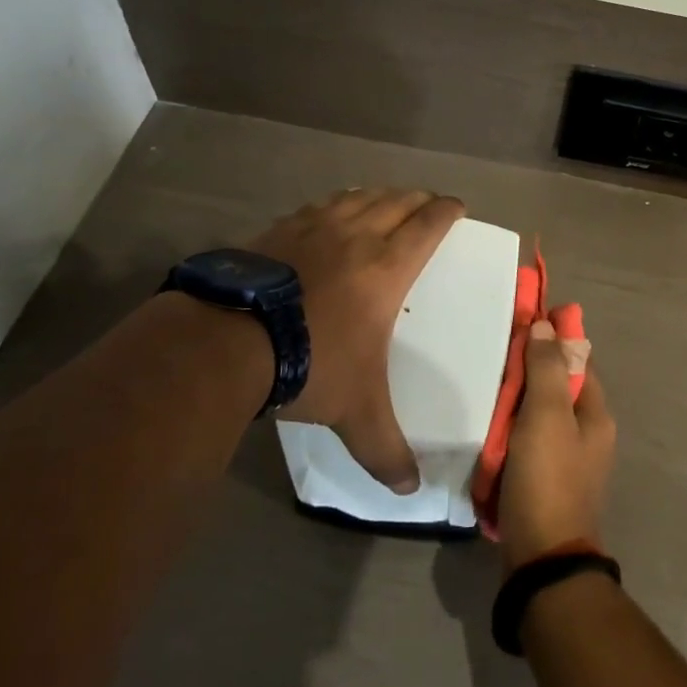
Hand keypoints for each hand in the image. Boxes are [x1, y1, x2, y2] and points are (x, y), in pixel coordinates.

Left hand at [249, 188, 463, 493]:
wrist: (229, 340)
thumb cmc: (310, 364)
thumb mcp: (355, 412)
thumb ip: (385, 449)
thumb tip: (412, 491)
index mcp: (387, 268)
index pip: (428, 225)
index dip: (447, 211)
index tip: (457, 206)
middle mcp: (357, 236)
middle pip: (397, 202)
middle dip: (418, 199)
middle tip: (428, 203)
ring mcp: (314, 227)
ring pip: (358, 197)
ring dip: (379, 196)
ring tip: (385, 201)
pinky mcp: (279, 229)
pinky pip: (319, 205)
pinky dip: (336, 204)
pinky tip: (330, 213)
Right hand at [498, 320, 615, 569]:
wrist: (541, 560)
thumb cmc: (548, 479)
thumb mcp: (547, 417)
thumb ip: (547, 370)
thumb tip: (546, 326)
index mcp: (596, 414)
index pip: (577, 359)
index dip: (553, 338)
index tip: (521, 321)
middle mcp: (587, 433)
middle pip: (557, 386)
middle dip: (528, 370)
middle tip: (493, 354)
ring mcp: (566, 459)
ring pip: (539, 413)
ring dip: (516, 400)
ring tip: (483, 383)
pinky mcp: (544, 480)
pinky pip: (526, 440)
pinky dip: (509, 429)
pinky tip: (486, 423)